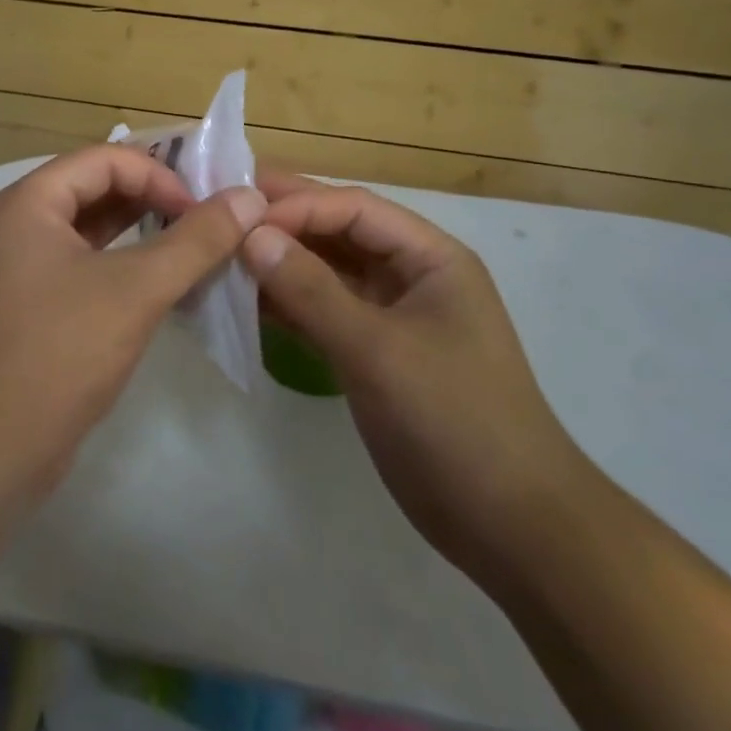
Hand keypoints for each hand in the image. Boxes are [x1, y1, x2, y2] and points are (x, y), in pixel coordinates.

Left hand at [0, 145, 264, 512]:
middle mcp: (22, 225)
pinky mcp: (38, 309)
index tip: (206, 211)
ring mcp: (26, 270)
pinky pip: (91, 269)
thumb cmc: (56, 355)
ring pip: (97, 233)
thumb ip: (195, 240)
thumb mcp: (134, 290)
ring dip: (148, 235)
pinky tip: (171, 287)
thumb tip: (248, 197)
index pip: (106, 159)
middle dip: (158, 201)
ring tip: (201, 250)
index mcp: (30, 203)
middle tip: (214, 222)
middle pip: (100, 190)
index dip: (161, 175)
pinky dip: (130, 269)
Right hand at [241, 175, 589, 588]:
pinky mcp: (371, 353)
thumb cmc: (455, 421)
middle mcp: (409, 275)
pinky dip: (286, 304)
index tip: (238, 216)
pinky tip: (244, 301)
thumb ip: (312, 291)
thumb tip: (250, 236)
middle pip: (339, 232)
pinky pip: (322, 312)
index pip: (354, 209)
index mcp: (430, 257)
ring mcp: (389, 315)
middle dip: (283, 222)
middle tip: (220, 212)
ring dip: (280, 263)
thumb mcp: (379, 351)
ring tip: (221, 253)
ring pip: (326, 272)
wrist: (509, 525)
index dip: (297, 205)